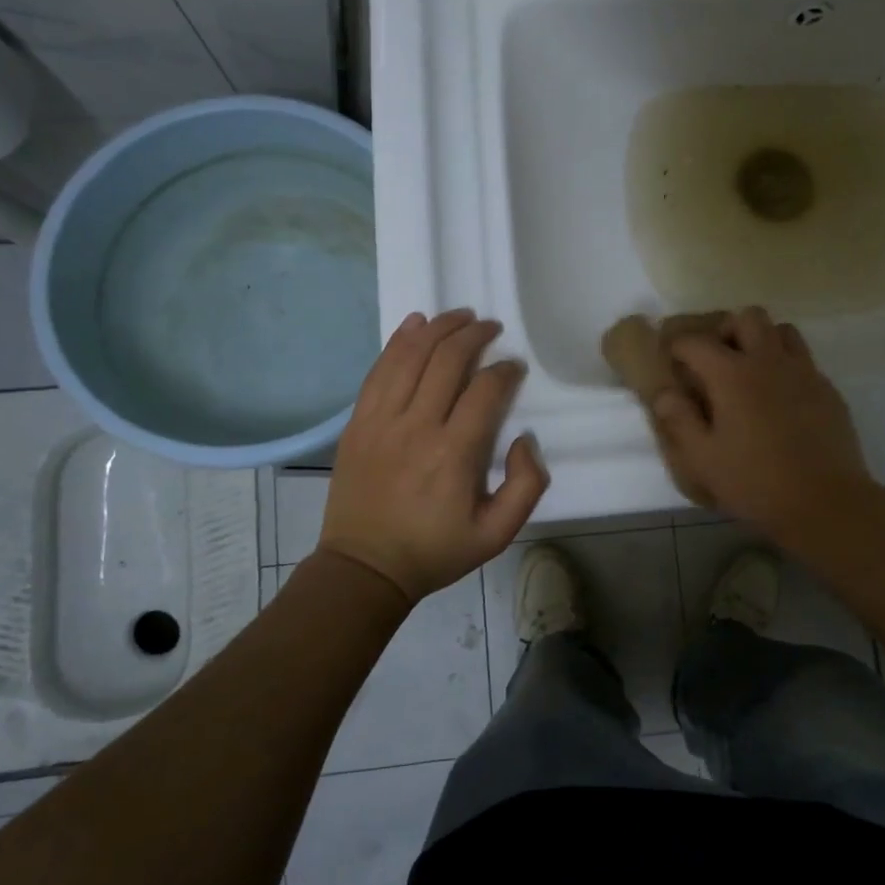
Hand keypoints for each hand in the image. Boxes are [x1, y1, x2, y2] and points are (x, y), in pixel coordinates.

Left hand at [319, 309, 548, 606]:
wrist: (365, 567)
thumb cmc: (435, 550)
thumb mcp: (497, 534)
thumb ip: (526, 486)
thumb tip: (524, 439)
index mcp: (454, 454)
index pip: (484, 389)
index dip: (505, 370)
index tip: (514, 368)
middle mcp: (416, 427)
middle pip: (447, 360)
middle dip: (474, 335)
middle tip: (491, 327)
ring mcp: (381, 421)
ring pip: (410, 355)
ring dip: (438, 328)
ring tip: (460, 316)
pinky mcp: (358, 422)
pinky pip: (379, 370)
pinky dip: (398, 341)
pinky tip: (416, 324)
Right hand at [651, 306, 875, 537]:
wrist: (826, 503)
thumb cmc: (756, 482)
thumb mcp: (703, 459)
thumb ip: (679, 421)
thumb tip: (665, 393)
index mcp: (732, 375)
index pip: (696, 342)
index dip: (678, 347)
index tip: (672, 361)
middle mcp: (769, 362)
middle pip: (747, 317)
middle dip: (726, 330)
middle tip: (716, 361)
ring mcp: (804, 373)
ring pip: (782, 330)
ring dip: (762, 340)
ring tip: (751, 371)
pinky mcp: (828, 390)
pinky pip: (804, 360)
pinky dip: (786, 366)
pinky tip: (780, 399)